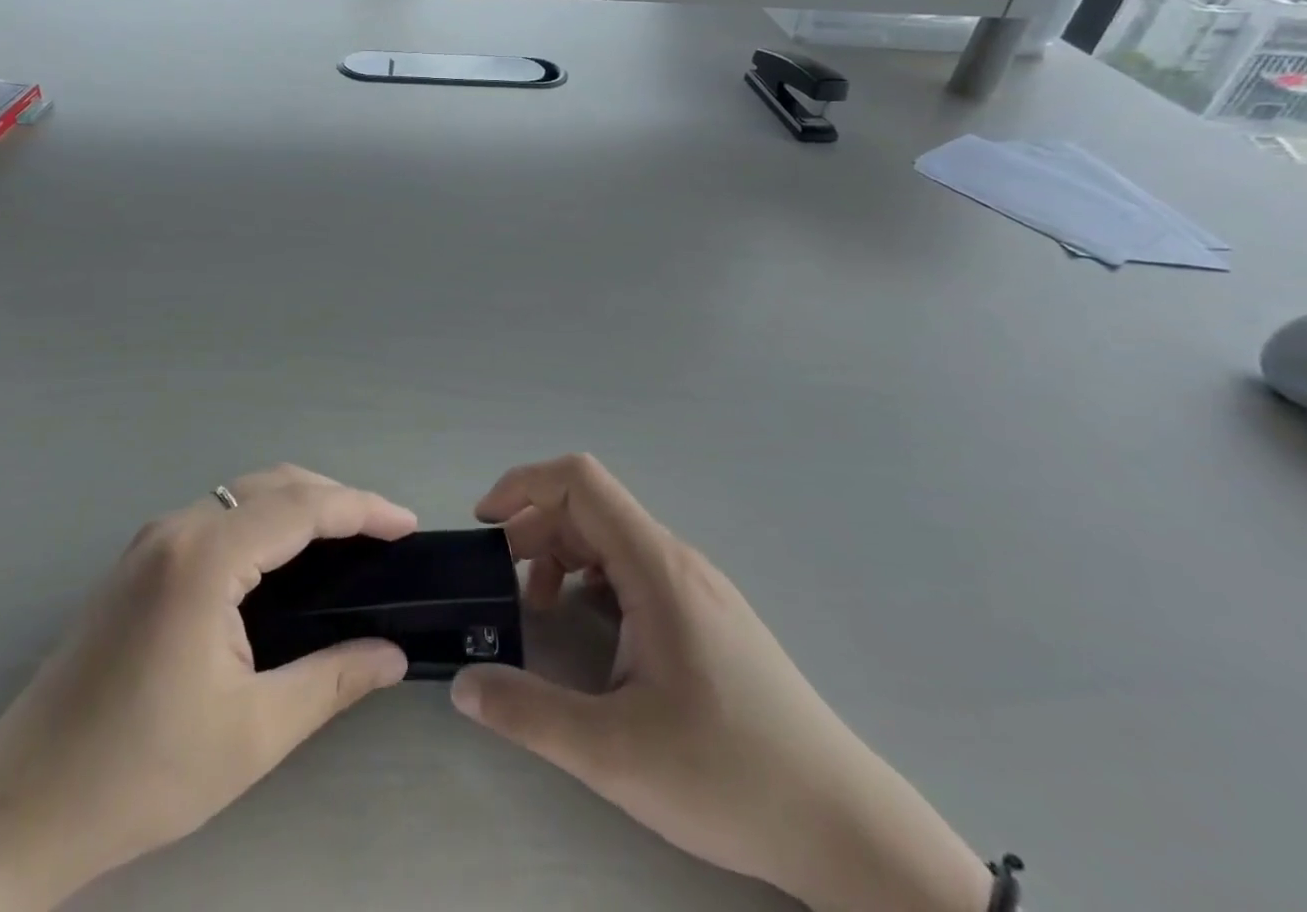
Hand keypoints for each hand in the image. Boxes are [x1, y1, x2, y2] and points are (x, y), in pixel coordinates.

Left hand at [0, 465, 416, 911]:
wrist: (16, 810)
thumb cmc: (139, 774)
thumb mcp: (252, 733)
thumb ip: (332, 680)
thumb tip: (393, 654)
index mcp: (205, 557)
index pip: (302, 506)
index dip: (362, 508)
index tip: (407, 525)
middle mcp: (177, 528)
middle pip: (274, 484)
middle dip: (336, 498)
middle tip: (384, 535)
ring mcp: (152, 540)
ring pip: (245, 493)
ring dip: (300, 504)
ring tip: (347, 542)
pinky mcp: (139, 560)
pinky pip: (219, 515)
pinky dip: (265, 520)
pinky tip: (284, 559)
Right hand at [450, 455, 992, 911]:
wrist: (844, 825)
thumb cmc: (730, 776)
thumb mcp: (615, 753)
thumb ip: (528, 715)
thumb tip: (462, 684)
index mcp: (656, 566)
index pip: (581, 481)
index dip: (524, 484)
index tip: (485, 524)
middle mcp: (676, 559)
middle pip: (589, 507)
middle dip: (534, 530)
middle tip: (502, 582)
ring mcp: (695, 586)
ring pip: (611, 537)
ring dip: (561, 555)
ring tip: (538, 607)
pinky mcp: (705, 615)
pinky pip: (633, 569)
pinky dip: (591, 579)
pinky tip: (587, 629)